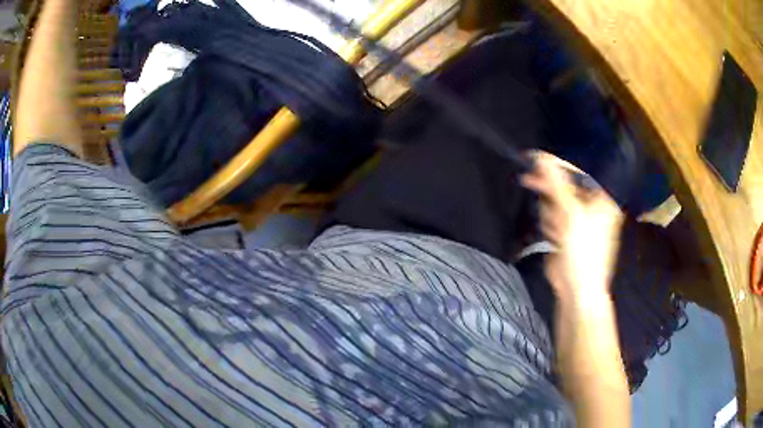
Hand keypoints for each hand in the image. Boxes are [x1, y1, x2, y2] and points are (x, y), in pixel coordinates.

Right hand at [521, 151, 623, 303]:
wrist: (577, 291)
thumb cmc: (581, 252)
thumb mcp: (570, 215)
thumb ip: (555, 184)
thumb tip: (540, 157)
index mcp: (600, 199)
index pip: (576, 173)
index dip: (556, 166)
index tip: (533, 159)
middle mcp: (592, 207)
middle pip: (565, 188)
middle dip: (551, 194)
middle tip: (528, 181)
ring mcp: (579, 221)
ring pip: (556, 204)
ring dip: (550, 214)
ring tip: (556, 233)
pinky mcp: (567, 233)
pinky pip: (553, 218)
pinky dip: (550, 226)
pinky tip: (554, 240)